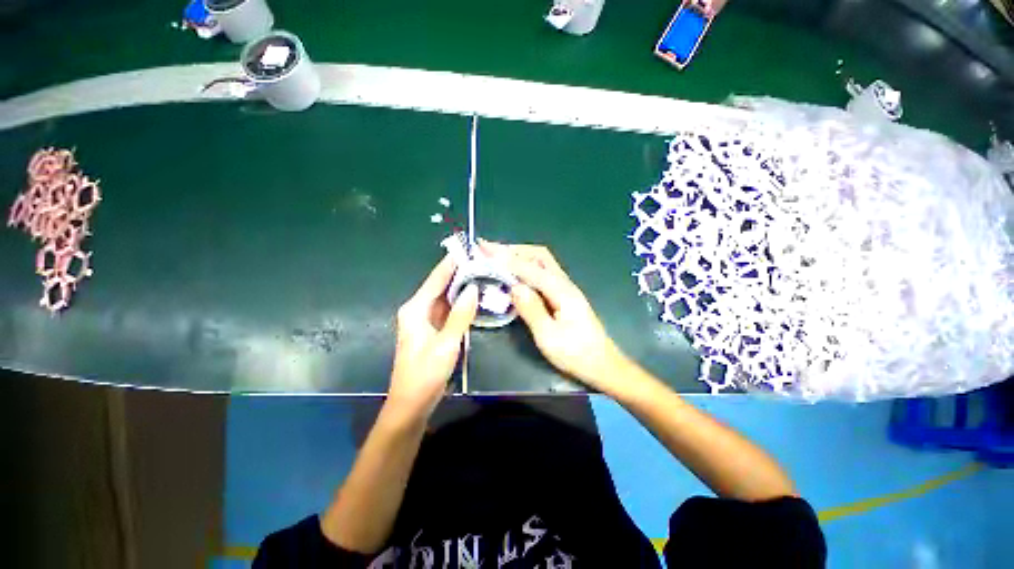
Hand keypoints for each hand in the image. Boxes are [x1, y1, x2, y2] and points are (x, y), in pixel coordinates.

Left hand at [388, 256, 478, 420]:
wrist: (411, 404)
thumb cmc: (425, 374)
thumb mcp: (446, 344)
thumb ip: (460, 315)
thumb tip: (472, 289)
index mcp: (416, 309)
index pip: (436, 279)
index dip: (451, 263)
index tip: (467, 248)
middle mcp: (418, 310)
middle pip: (441, 285)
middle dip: (460, 273)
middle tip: (482, 261)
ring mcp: (426, 320)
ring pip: (446, 297)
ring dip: (461, 287)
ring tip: (482, 274)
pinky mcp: (433, 330)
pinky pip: (448, 310)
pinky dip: (460, 303)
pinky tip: (474, 297)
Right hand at [481, 241, 631, 392]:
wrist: (603, 365)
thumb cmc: (576, 354)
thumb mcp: (549, 337)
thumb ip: (531, 309)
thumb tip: (514, 287)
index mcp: (561, 291)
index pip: (530, 268)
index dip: (506, 258)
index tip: (485, 249)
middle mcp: (564, 283)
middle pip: (539, 256)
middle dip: (513, 250)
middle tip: (489, 250)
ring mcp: (565, 288)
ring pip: (541, 263)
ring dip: (519, 256)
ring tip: (498, 257)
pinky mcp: (563, 295)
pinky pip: (542, 274)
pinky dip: (526, 268)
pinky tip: (516, 274)